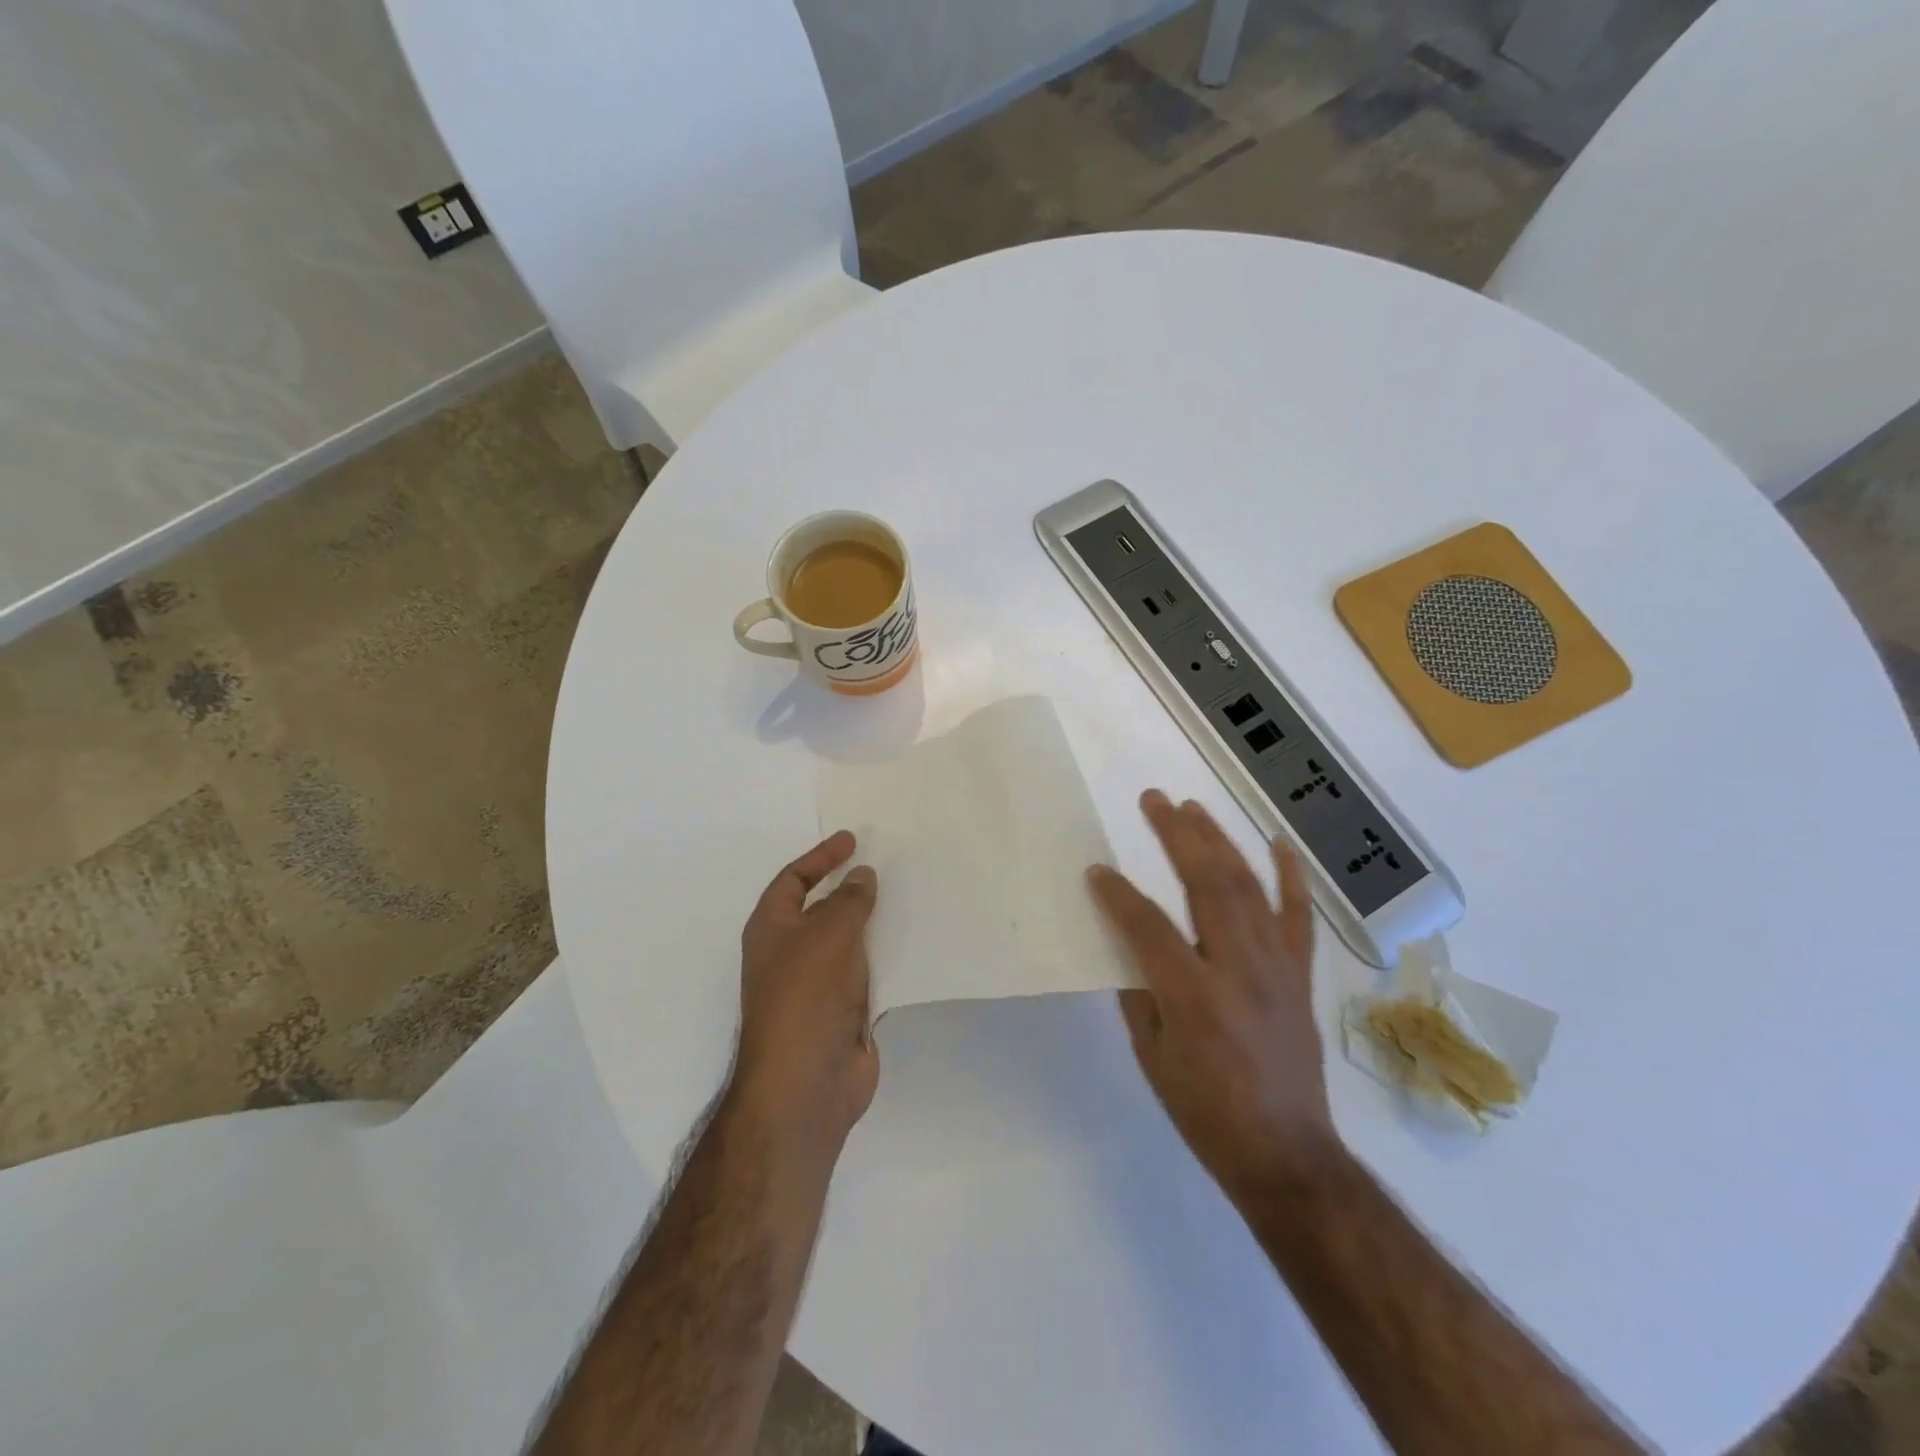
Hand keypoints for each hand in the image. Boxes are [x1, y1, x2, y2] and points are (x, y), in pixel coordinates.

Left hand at [735, 831, 879, 1150]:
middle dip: (849, 888)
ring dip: (872, 922)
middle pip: (821, 909)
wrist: (807, 1082)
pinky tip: (913, 944)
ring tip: (908, 897)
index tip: (852, 839)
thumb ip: (849, 900)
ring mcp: (817, 985)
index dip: (820, 857)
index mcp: (772, 929)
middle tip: (885, 864)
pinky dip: (885, 955)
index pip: (793, 880)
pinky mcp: (843, 1011)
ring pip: (848, 941)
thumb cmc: (806, 995)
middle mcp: (790, 953)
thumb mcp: (829, 933)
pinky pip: (867, 972)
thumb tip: (862, 875)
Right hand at [1088, 791, 1335, 1205]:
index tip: (1096, 871)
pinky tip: (1278, 843)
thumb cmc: (1206, 1111)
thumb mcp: (1153, 1057)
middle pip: (1207, 883)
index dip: (1117, 894)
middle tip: (1154, 800)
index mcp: (1193, 994)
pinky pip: (1298, 916)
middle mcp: (1238, 968)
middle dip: (1177, 836)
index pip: (1148, 925)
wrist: (1286, 1154)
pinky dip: (1291, 876)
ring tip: (1193, 808)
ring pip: (1248, 887)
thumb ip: (1140, 994)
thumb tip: (1133, 946)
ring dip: (1219, 841)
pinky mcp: (1299, 975)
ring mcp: (1276, 966)